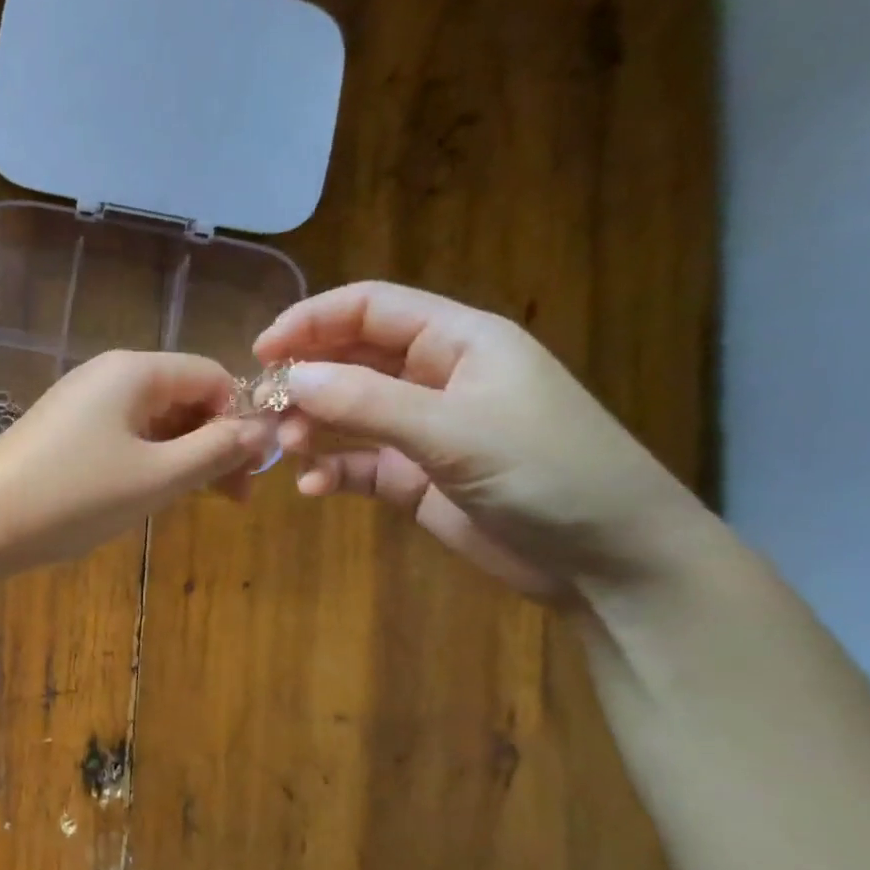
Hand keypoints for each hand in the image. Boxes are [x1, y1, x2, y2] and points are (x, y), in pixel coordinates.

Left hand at [0, 350, 276, 569]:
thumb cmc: (74, 496)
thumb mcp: (156, 477)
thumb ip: (214, 451)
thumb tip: (260, 431)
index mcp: (135, 371)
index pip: (213, 377)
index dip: (241, 420)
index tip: (251, 472)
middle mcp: (109, 376)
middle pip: (184, 397)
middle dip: (213, 443)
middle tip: (231, 498)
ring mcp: (83, 404)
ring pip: (155, 422)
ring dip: (182, 458)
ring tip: (191, 502)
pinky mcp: (65, 433)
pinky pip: (125, 438)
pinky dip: (148, 463)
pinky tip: (148, 495)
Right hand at [254, 282, 714, 601]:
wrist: (607, 560)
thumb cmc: (547, 472)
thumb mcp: (454, 430)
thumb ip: (367, 402)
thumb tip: (291, 378)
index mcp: (458, 341)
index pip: (371, 308)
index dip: (312, 320)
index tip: (261, 350)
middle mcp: (436, 377)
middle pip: (351, 359)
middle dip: (305, 378)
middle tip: (263, 408)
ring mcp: (424, 430)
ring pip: (348, 412)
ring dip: (311, 426)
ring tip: (285, 449)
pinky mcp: (415, 478)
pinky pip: (358, 464)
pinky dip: (332, 471)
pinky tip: (314, 488)